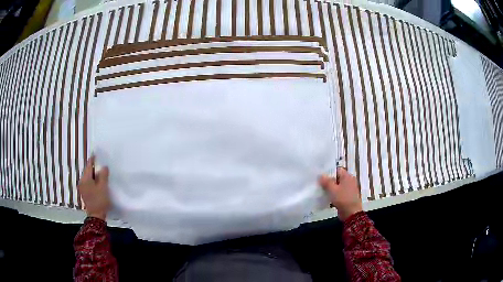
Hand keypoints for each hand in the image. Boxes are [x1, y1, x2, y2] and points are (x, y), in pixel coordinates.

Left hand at [78, 156, 110, 220]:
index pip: (88, 165)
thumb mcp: (103, 187)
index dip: (93, 159)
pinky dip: (93, 181)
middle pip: (87, 171)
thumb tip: (104, 167)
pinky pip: (88, 183)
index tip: (96, 154)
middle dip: (94, 168)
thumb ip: (103, 175)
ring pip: (88, 178)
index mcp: (85, 179)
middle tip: (101, 165)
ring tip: (101, 174)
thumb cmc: (99, 200)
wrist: (96, 216)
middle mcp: (81, 182)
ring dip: (94, 175)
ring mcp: (82, 188)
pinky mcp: (84, 193)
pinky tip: (98, 183)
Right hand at [319, 167, 362, 220]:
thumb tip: (321, 175)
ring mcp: (348, 189)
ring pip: (337, 186)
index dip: (328, 171)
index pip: (337, 170)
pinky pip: (338, 192)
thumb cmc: (343, 199)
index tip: (320, 174)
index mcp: (347, 176)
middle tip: (318, 182)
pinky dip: (333, 193)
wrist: (351, 213)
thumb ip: (326, 182)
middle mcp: (349, 181)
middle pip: (337, 178)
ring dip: (330, 188)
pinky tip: (325, 196)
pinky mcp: (346, 196)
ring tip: (320, 189)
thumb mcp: (333, 190)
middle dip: (328, 180)